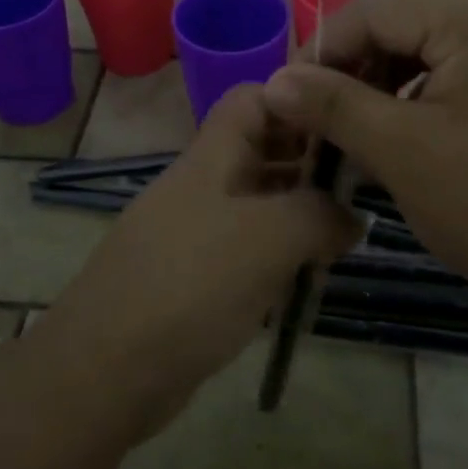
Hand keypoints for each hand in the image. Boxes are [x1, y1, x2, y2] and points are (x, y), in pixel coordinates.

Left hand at [31, 84, 357, 442]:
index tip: (346, 126)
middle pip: (261, 149)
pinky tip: (306, 276)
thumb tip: (354, 216)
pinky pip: (245, 249)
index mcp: (212, 157)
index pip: (254, 98)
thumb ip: (321, 215)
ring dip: (299, 212)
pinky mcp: (193, 277)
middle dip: (310, 161)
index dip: (298, 101)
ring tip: (346, 233)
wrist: (105, 371)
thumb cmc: (191, 285)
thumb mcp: (270, 237)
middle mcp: (202, 185)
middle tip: (362, 187)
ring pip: (257, 203)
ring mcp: (194, 232)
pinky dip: (277, 254)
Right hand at [262, 0, 467, 317]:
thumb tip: (276, 83)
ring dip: (393, 75)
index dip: (327, 46)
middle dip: (360, 59)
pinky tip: (419, 133)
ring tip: (368, 126)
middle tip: (329, 111)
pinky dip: (432, 91)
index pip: (379, 4)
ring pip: (440, 42)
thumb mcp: (403, 153)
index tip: (295, 97)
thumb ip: (334, 107)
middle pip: (411, 14)